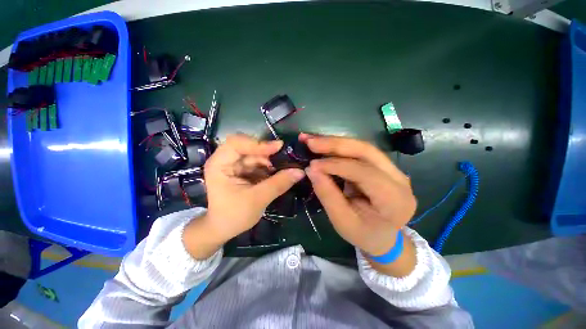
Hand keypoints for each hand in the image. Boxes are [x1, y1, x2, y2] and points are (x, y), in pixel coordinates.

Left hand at [183, 134, 304, 258]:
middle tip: (283, 159)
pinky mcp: (243, 171)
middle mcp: (225, 160)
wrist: (223, 229)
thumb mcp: (258, 199)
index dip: (257, 143)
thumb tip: (300, 171)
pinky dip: (268, 167)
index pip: (236, 143)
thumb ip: (279, 184)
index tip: (278, 148)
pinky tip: (277, 173)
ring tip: (283, 168)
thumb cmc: (234, 216)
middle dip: (266, 153)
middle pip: (248, 147)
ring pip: (255, 155)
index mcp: (219, 164)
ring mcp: (234, 165)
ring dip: (269, 161)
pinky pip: (258, 164)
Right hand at [301, 134, 416, 258]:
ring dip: (335, 142)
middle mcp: (399, 179)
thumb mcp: (342, 221)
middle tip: (309, 141)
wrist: (385, 238)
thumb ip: (328, 195)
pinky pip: (360, 151)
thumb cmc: (364, 235)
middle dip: (335, 144)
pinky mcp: (383, 166)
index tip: (312, 164)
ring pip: (363, 147)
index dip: (336, 165)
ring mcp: (394, 170)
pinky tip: (324, 145)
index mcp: (394, 199)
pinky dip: (339, 147)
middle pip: (366, 151)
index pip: (364, 173)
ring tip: (312, 140)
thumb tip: (311, 170)